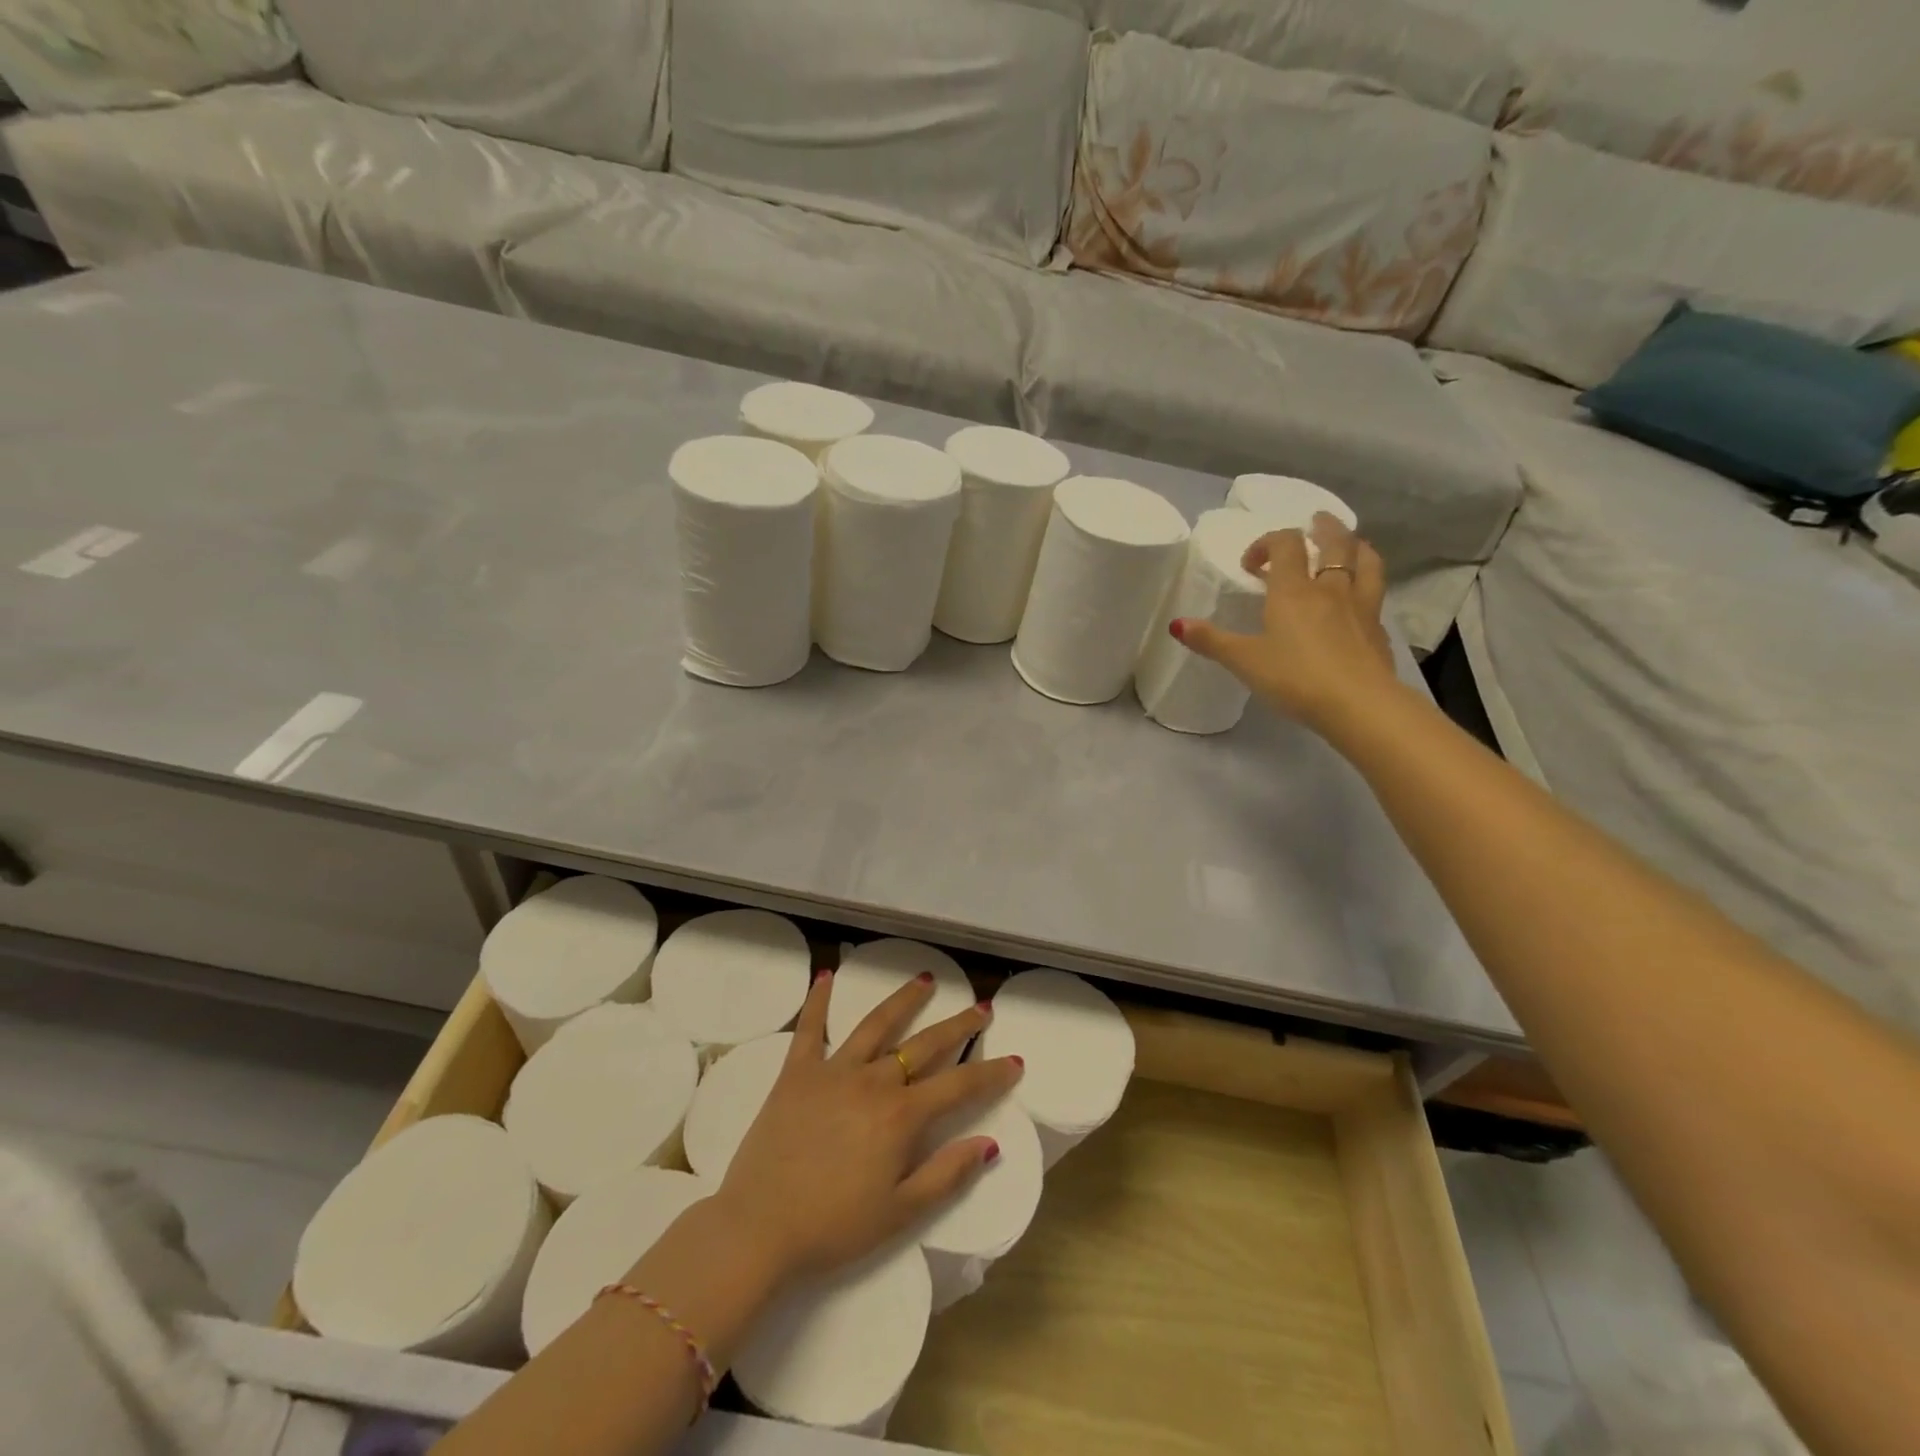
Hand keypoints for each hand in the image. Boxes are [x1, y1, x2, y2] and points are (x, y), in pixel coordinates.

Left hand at [707, 971, 1021, 1284]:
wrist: (757, 1228)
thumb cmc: (833, 1227)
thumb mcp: (899, 1213)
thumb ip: (946, 1174)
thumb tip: (990, 1143)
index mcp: (901, 1116)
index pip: (959, 1086)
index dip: (990, 1073)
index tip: (1014, 1061)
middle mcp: (873, 1081)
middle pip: (924, 1045)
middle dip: (958, 1026)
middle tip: (981, 1008)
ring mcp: (833, 1070)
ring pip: (876, 1024)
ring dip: (904, 1000)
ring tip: (924, 979)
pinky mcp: (796, 1072)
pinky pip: (810, 1028)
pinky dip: (819, 1000)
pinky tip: (827, 975)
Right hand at [1173, 513, 1401, 736]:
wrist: (1358, 704)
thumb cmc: (1294, 678)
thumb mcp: (1244, 661)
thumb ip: (1211, 641)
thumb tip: (1177, 624)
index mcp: (1294, 591)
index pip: (1285, 545)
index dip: (1267, 543)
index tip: (1251, 565)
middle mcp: (1330, 589)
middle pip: (1335, 543)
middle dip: (1323, 528)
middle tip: (1314, 523)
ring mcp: (1361, 607)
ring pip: (1366, 562)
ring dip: (1355, 546)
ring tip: (1348, 545)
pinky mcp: (1378, 630)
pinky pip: (1375, 594)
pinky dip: (1366, 585)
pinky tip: (1358, 599)